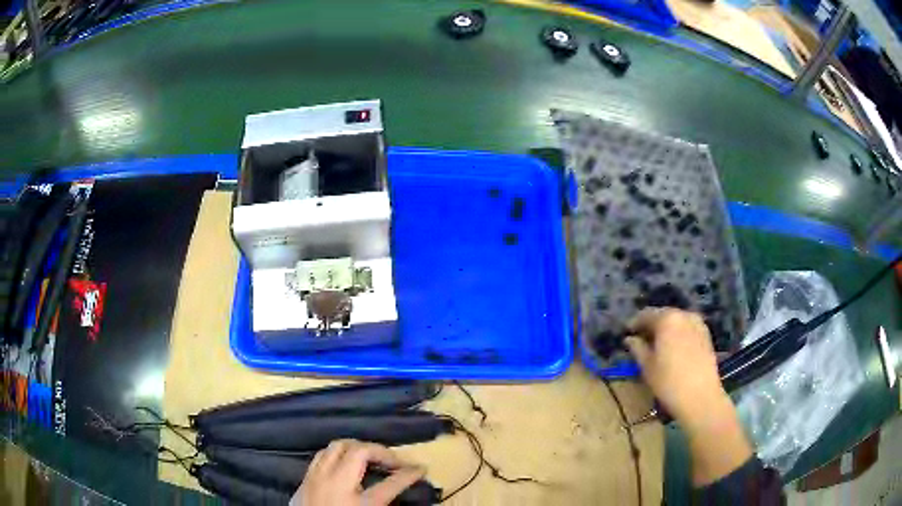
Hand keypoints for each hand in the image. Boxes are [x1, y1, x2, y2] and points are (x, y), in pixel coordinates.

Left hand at [292, 440, 424, 505]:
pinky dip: (335, 455)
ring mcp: (316, 479)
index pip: (391, 484)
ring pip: (336, 447)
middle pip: (358, 452)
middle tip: (393, 462)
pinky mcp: (303, 480)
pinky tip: (343, 464)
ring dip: (356, 448)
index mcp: (359, 503)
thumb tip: (396, 488)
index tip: (421, 468)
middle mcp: (336, 484)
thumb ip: (383, 503)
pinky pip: (320, 456)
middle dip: (380, 451)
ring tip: (369, 458)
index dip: (409, 474)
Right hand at [624, 308, 751, 484]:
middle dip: (651, 325)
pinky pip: (687, 329)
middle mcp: (684, 315)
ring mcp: (698, 324)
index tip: (627, 334)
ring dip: (666, 330)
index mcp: (667, 319)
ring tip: (658, 346)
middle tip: (641, 340)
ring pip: (677, 321)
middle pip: (663, 315)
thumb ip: (637, 348)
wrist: (701, 397)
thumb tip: (630, 339)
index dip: (634, 323)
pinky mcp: (706, 335)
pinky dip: (678, 334)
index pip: (646, 314)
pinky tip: (674, 350)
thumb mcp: (647, 367)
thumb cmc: (669, 382)